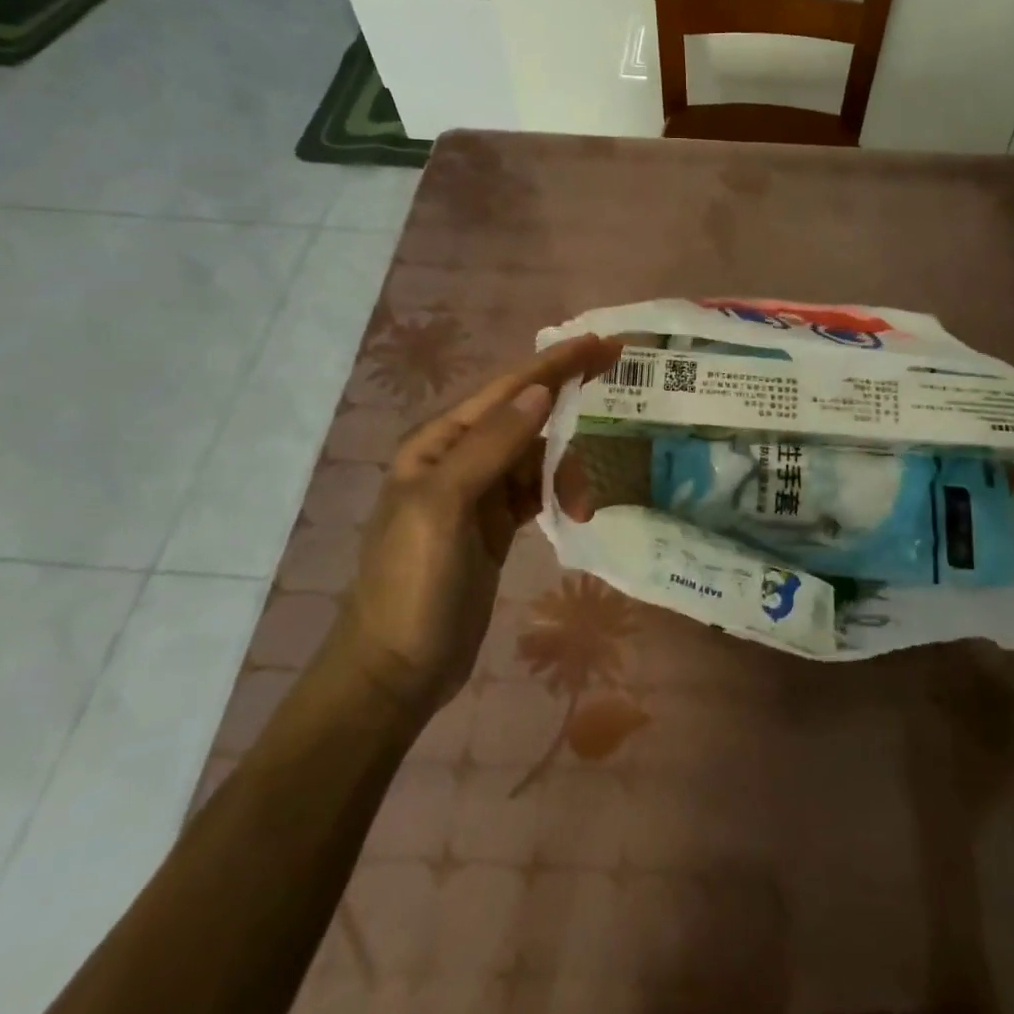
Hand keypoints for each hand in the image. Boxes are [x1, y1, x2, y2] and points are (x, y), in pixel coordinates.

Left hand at [345, 334, 619, 704]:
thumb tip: (540, 389)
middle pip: (527, 414)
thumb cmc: (413, 585)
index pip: (508, 388)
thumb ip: (492, 445)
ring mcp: (479, 492)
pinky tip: (577, 510)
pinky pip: (538, 489)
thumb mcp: (444, 507)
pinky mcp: (496, 524)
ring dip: (568, 468)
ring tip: (585, 505)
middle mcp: (459, 456)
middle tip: (617, 375)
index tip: (602, 342)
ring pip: (538, 455)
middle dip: (569, 398)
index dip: (556, 362)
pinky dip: (560, 492)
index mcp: (439, 442)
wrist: (396, 671)